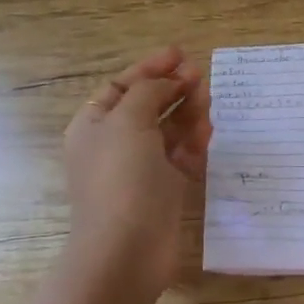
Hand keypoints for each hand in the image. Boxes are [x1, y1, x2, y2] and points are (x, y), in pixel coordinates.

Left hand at [62, 47, 211, 295]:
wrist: (127, 249)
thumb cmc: (121, 178)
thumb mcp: (128, 121)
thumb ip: (149, 91)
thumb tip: (167, 82)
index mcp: (94, 124)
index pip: (122, 86)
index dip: (150, 68)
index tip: (180, 54)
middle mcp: (114, 143)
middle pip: (148, 105)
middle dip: (174, 88)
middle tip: (201, 77)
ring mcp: (139, 168)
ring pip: (168, 130)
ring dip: (188, 113)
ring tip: (208, 104)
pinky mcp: (162, 189)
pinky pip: (180, 157)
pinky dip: (193, 144)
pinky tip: (206, 136)